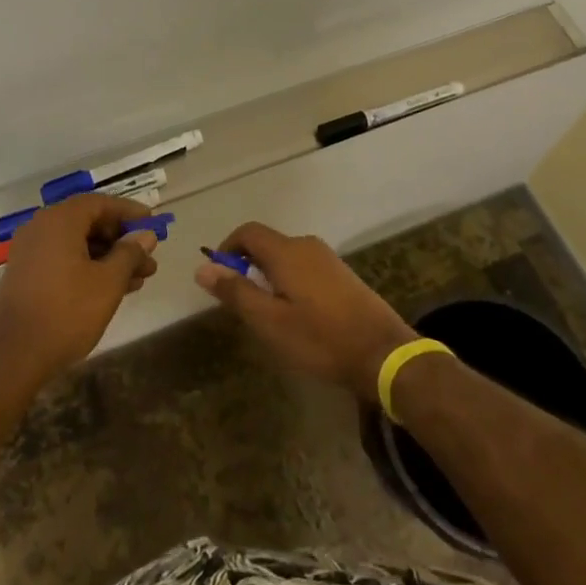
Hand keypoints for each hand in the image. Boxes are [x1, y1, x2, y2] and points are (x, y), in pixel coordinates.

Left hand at [0, 194, 158, 390]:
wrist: (13, 357)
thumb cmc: (66, 313)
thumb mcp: (108, 282)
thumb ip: (130, 253)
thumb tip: (145, 235)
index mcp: (60, 220)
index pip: (101, 203)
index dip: (129, 212)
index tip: (153, 224)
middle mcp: (41, 227)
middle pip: (89, 223)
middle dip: (122, 240)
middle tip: (148, 258)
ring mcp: (31, 252)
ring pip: (78, 244)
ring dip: (109, 257)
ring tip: (139, 279)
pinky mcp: (26, 274)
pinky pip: (64, 259)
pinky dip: (89, 267)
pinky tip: (112, 289)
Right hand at [194, 222, 416, 402]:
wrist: (382, 353)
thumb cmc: (320, 338)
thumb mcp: (269, 321)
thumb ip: (236, 292)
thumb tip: (203, 267)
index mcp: (286, 251)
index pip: (248, 232)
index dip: (228, 248)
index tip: (219, 277)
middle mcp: (306, 245)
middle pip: (267, 243)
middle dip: (247, 266)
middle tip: (241, 303)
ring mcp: (328, 259)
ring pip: (286, 257)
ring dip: (268, 276)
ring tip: (267, 313)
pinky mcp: (342, 275)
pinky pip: (304, 268)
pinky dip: (289, 282)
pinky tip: (296, 315)